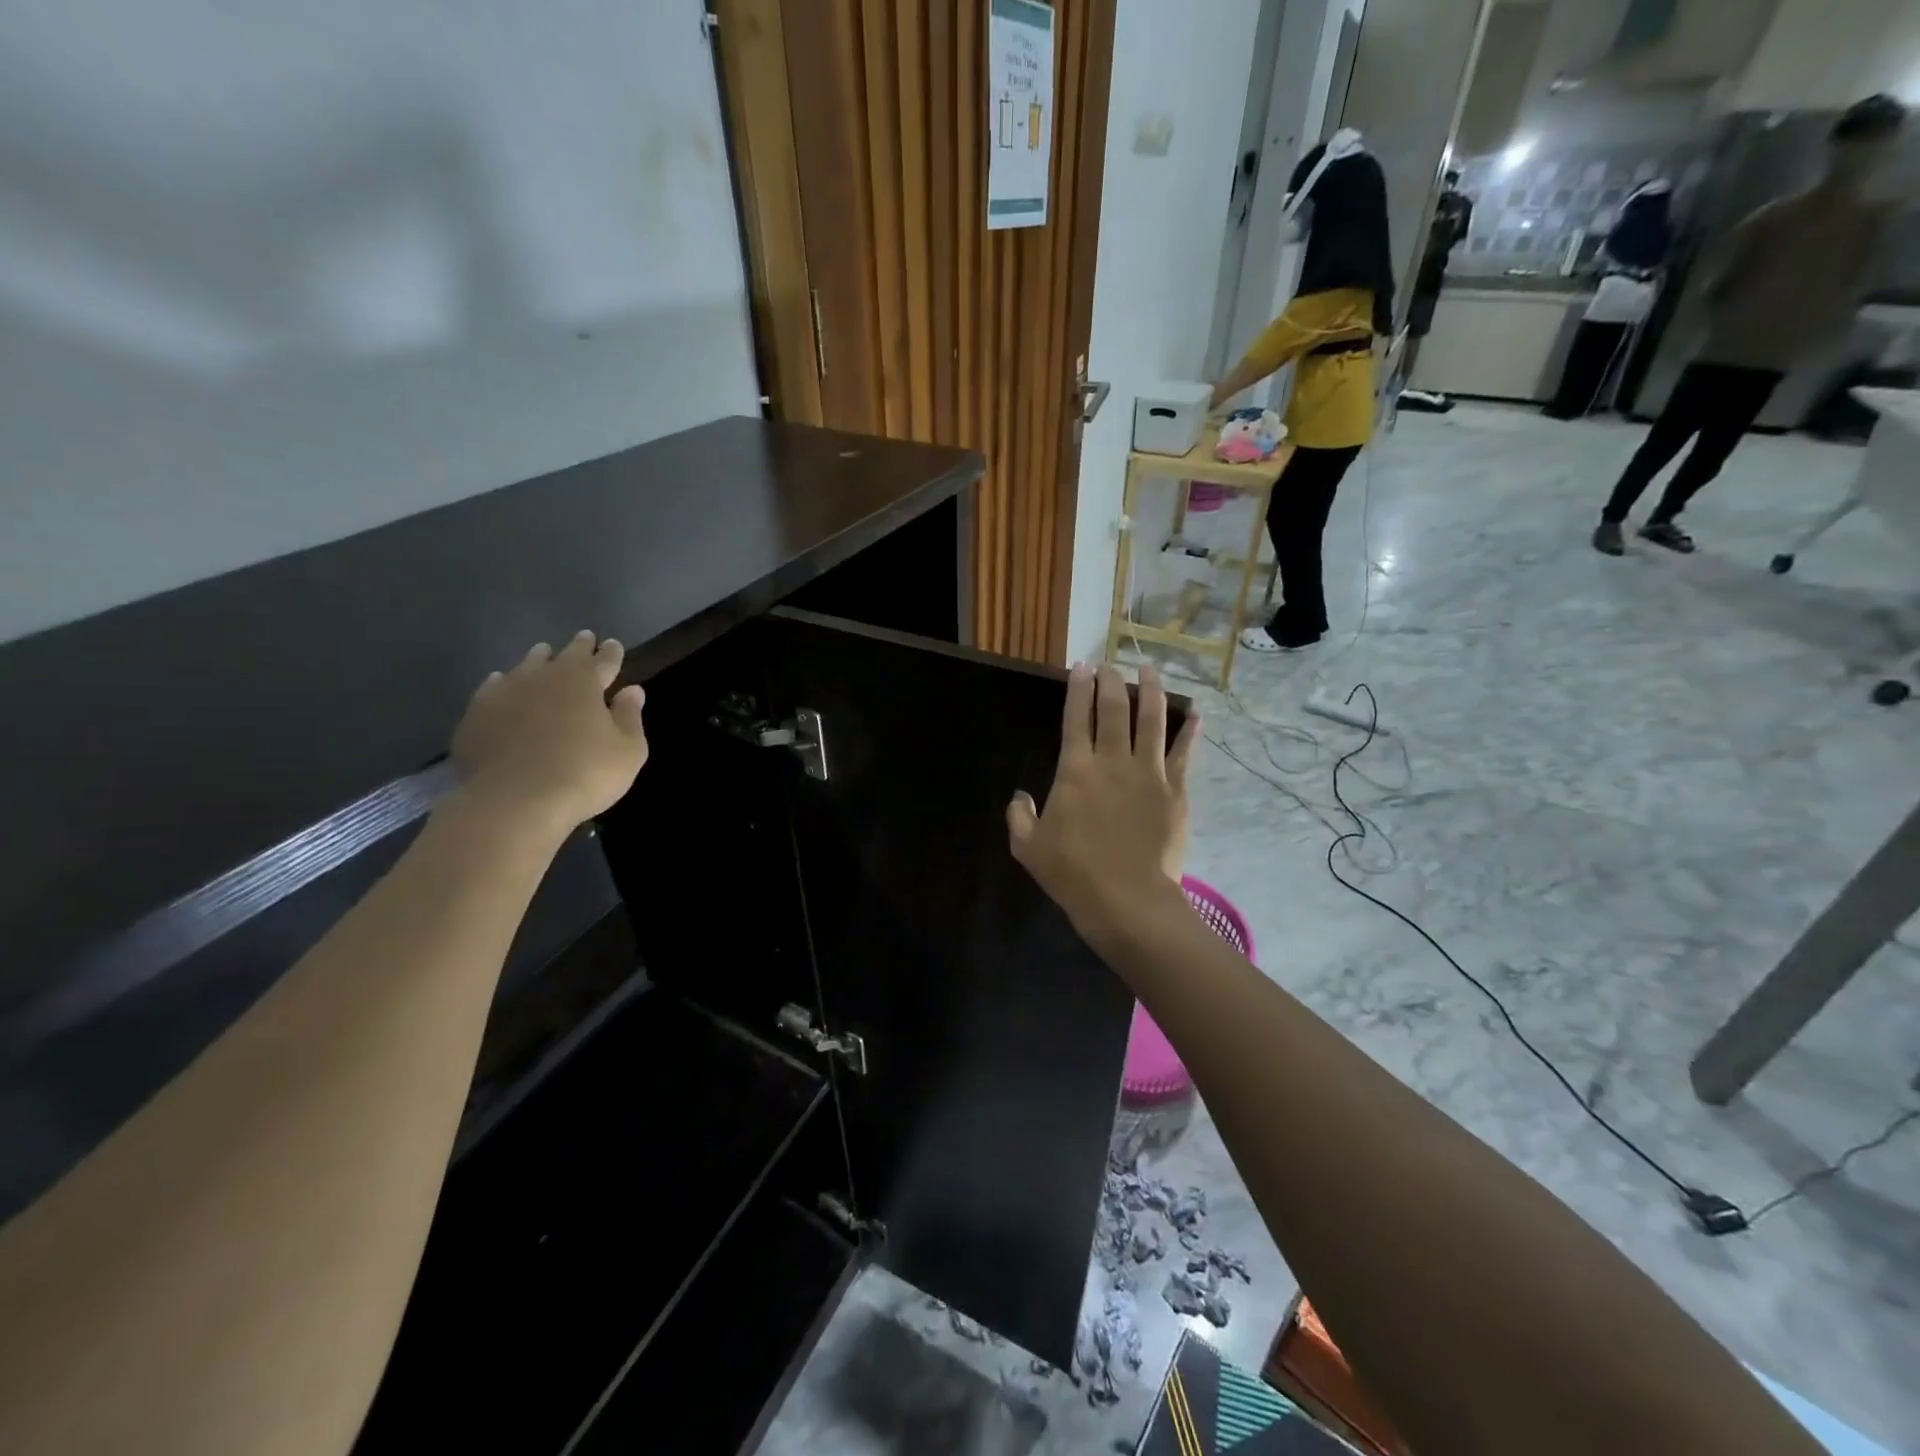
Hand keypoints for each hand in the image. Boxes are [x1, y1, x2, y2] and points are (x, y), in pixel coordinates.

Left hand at [450, 631, 648, 835]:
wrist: (514, 801)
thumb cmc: (584, 774)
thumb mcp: (628, 751)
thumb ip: (630, 717)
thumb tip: (632, 690)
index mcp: (584, 682)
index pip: (604, 660)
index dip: (612, 653)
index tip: (614, 644)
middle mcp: (544, 677)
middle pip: (565, 656)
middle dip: (579, 647)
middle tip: (585, 638)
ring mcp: (505, 693)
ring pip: (526, 666)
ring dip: (538, 659)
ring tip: (543, 654)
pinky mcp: (477, 714)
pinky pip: (492, 689)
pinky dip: (502, 683)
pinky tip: (501, 684)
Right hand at [1007, 663, 1197, 943]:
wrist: (1127, 899)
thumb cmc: (1073, 873)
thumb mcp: (1029, 848)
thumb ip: (1019, 817)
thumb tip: (1020, 796)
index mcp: (1075, 770)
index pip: (1076, 717)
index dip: (1078, 688)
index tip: (1082, 666)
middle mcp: (1113, 761)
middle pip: (1114, 708)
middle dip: (1111, 681)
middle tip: (1110, 665)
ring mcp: (1149, 773)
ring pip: (1152, 720)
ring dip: (1151, 691)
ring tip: (1150, 670)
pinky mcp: (1176, 791)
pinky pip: (1184, 753)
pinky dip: (1189, 731)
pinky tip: (1195, 714)